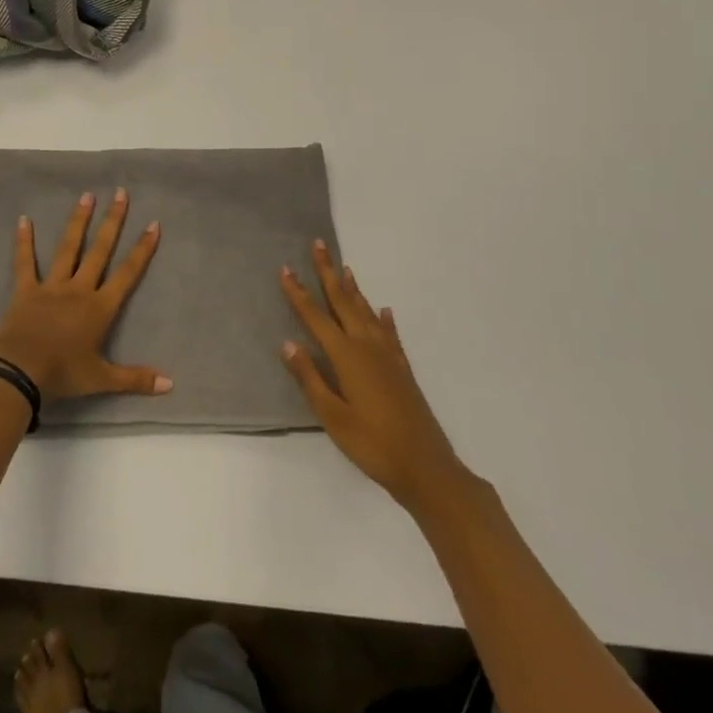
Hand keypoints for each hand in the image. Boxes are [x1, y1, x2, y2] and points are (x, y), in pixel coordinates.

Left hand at [0, 190, 172, 404]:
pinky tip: (23, 219)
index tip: (153, 224)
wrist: (20, 371)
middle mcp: (79, 289)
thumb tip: (171, 385)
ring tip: (86, 196)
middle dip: (112, 221)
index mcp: (99, 308)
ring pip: (68, 248)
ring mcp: (51, 286)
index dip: (141, 250)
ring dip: (78, 222)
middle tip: (120, 193)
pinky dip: (24, 241)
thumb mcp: (102, 379)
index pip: (127, 273)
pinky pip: (24, 262)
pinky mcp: (26, 290)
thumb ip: (135, 378)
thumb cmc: (63, 374)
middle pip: (99, 250)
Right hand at [280, 242, 471, 517]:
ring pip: (366, 312)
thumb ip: (309, 378)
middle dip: (328, 273)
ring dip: (353, 289)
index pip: (315, 317)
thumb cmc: (372, 444)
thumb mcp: (332, 416)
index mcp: (346, 356)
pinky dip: (384, 320)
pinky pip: (390, 334)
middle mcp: (367, 347)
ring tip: (344, 268)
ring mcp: (388, 356)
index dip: (299, 293)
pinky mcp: (402, 370)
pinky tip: (383, 311)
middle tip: (319, 245)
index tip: (286, 268)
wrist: (426, 467)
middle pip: (343, 302)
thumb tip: (288, 343)